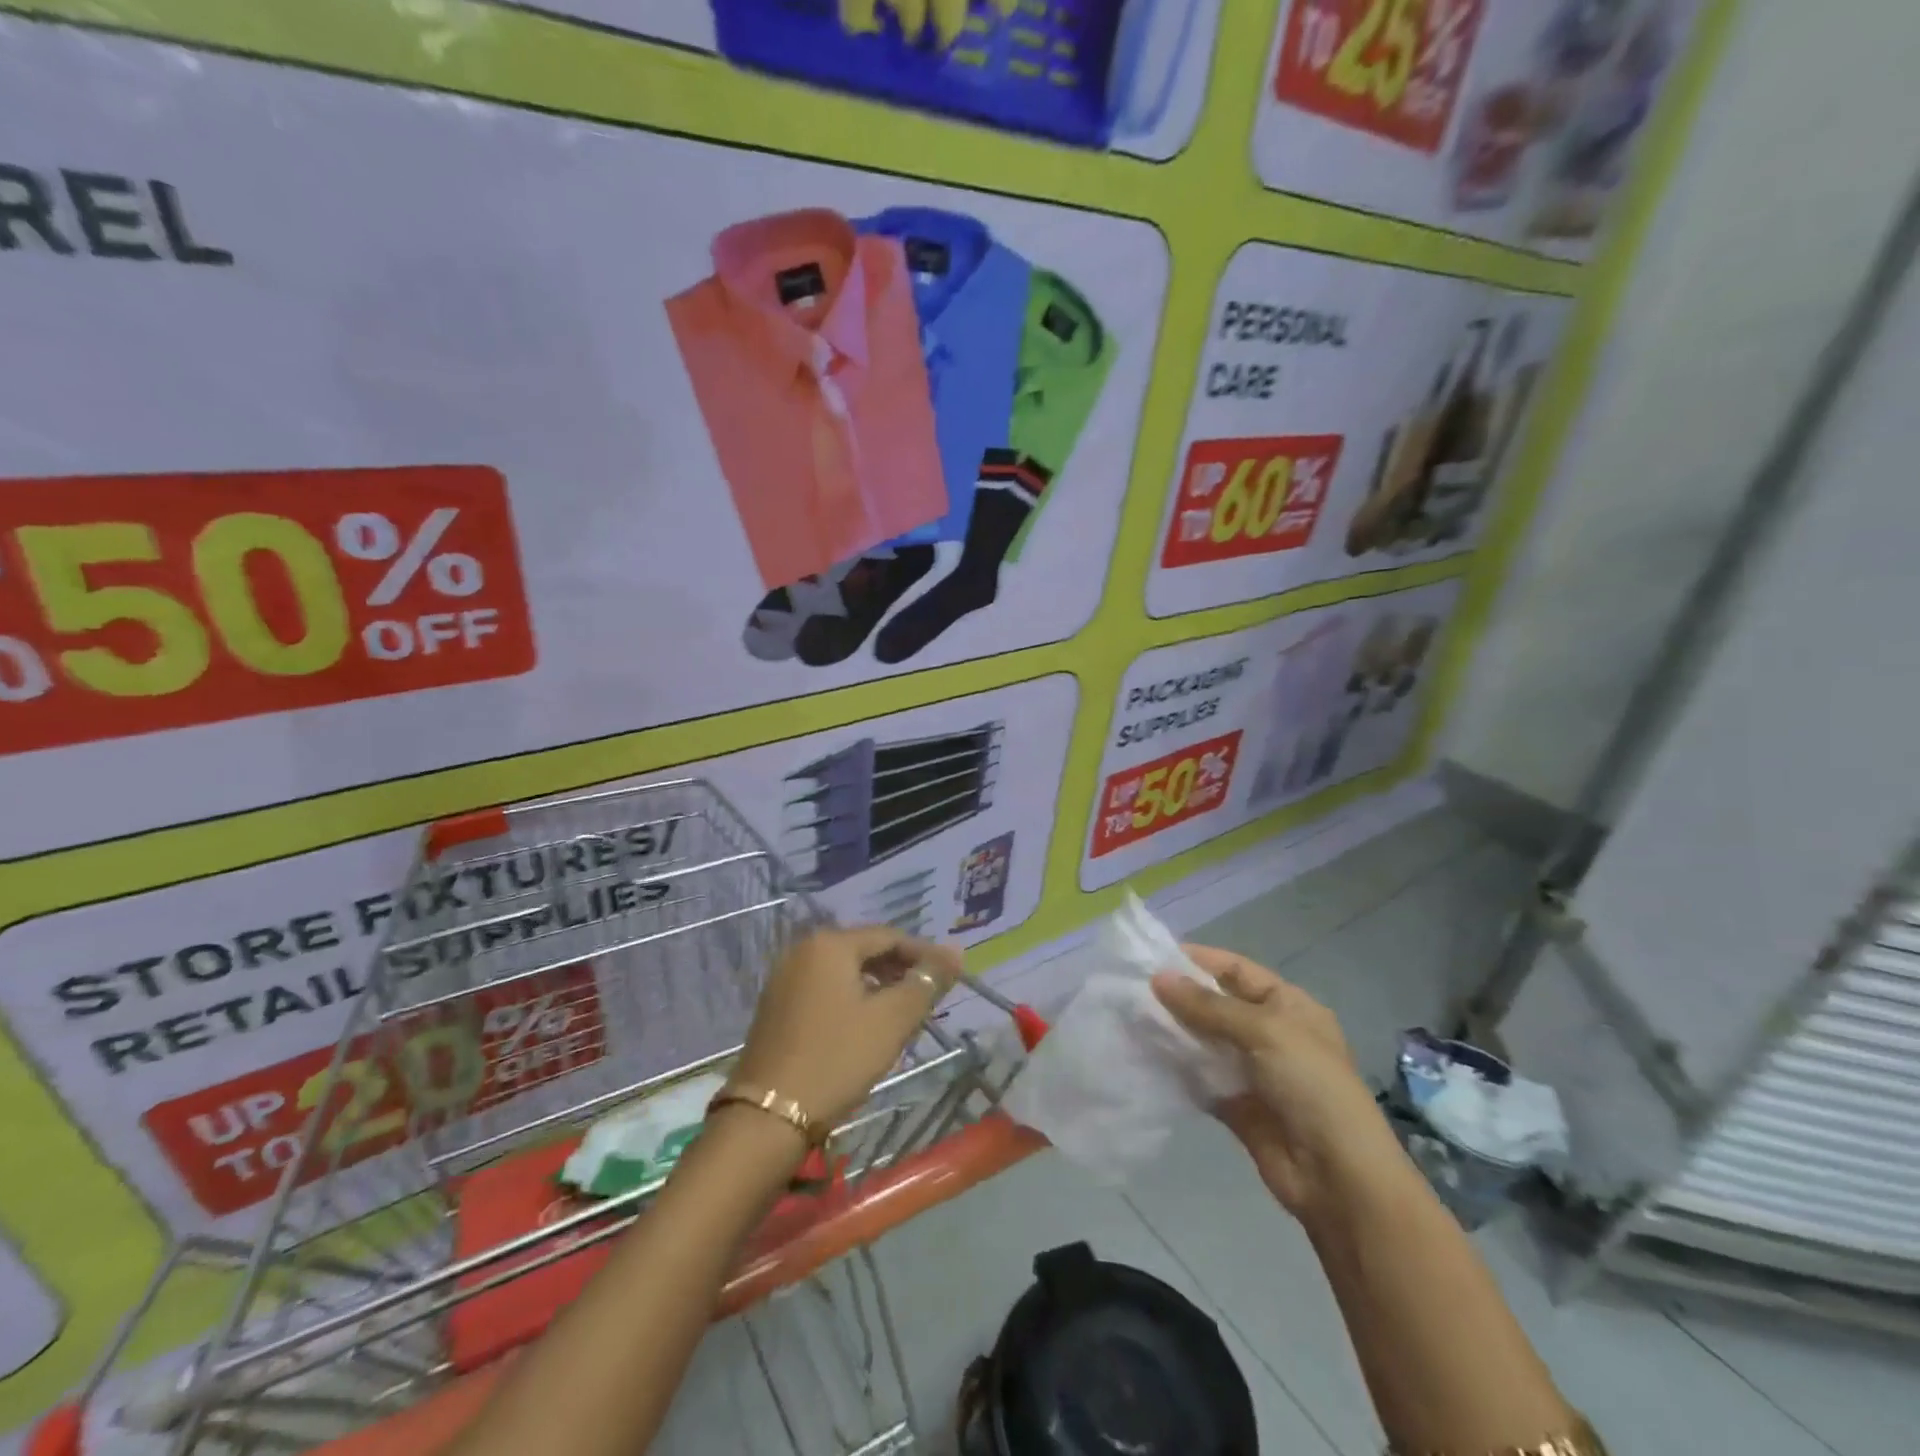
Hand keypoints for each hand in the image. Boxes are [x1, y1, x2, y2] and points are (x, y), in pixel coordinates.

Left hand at [732, 926, 961, 1131]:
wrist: (769, 1116)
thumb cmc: (837, 1058)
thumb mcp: (891, 1020)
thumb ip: (926, 982)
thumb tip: (954, 953)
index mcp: (830, 944)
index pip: (889, 936)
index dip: (924, 953)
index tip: (951, 975)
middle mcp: (803, 950)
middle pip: (865, 950)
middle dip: (900, 969)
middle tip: (930, 995)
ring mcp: (784, 978)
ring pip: (844, 971)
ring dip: (877, 985)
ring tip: (904, 1011)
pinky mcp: (776, 1007)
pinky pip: (824, 989)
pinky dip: (851, 998)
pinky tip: (866, 1024)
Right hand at [1152, 946, 1399, 1221]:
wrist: (1338, 1177)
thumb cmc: (1311, 1086)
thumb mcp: (1265, 1031)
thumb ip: (1209, 1006)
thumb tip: (1158, 978)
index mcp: (1289, 1006)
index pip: (1237, 970)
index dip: (1199, 961)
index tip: (1154, 957)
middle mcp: (1271, 1033)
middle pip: (1217, 1005)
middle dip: (1180, 997)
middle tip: (1132, 989)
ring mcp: (1253, 1071)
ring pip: (1205, 1041)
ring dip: (1174, 1031)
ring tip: (1130, 1018)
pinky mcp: (1236, 1105)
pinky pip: (1200, 1077)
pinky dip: (1176, 1068)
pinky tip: (1145, 1055)